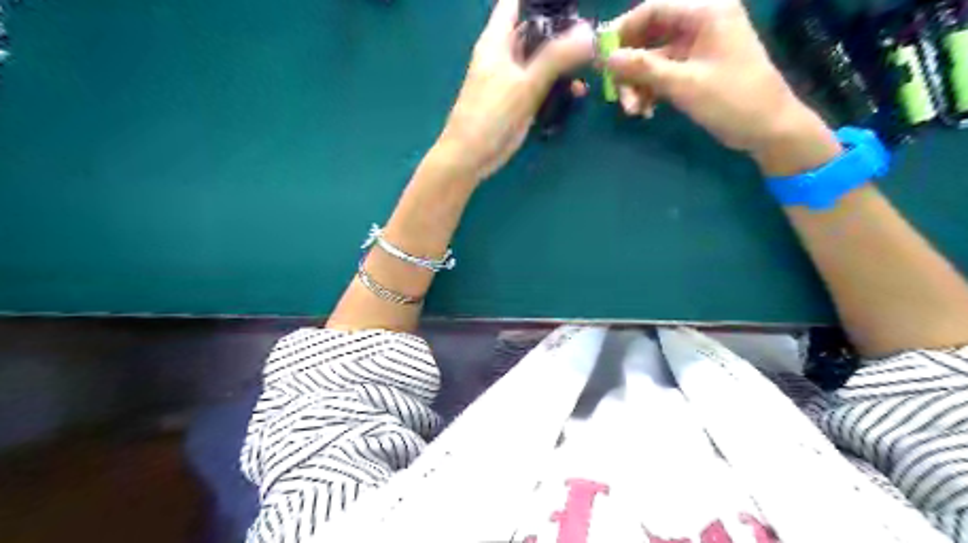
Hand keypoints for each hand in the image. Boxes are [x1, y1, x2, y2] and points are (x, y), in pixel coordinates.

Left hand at [435, 0, 594, 181]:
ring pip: (543, 58)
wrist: (471, 156)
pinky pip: (543, 83)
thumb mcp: (524, 83)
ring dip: (566, 60)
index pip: (514, 2)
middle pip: (536, 29)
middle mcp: (505, 53)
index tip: (569, 4)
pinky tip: (579, 91)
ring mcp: (513, 77)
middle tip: (592, 36)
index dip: (539, 0)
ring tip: (592, 63)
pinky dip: (560, 84)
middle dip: (563, 29)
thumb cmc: (490, 114)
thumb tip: (589, 33)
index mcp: (497, 40)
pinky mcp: (520, 99)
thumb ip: (556, 57)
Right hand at [603, 0, 839, 173]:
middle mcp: (701, 23)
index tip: (601, 56)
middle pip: (650, 35)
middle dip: (630, 66)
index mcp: (706, 12)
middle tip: (615, 93)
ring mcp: (698, 47)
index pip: (653, 8)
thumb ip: (643, 68)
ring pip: (653, 59)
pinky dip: (651, 90)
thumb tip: (607, 58)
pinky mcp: (696, 69)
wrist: (768, 129)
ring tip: (633, 110)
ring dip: (638, 83)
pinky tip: (646, 110)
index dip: (623, 30)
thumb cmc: (732, 100)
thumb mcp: (683, 84)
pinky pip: (663, 73)